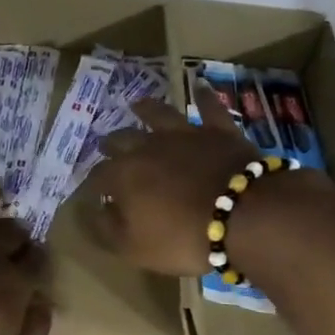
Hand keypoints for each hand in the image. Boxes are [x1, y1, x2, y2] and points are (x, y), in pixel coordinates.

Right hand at [75, 82, 334, 277]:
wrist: (243, 216)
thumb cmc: (182, 237)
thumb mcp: (134, 248)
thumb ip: (108, 229)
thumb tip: (94, 211)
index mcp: (123, 175)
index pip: (98, 177)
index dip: (92, 185)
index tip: (91, 192)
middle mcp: (148, 147)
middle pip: (122, 140)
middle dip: (111, 144)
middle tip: (105, 145)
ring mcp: (185, 134)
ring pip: (159, 114)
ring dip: (146, 109)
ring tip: (137, 104)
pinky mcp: (219, 131)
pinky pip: (209, 109)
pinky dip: (204, 97)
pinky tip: (200, 86)